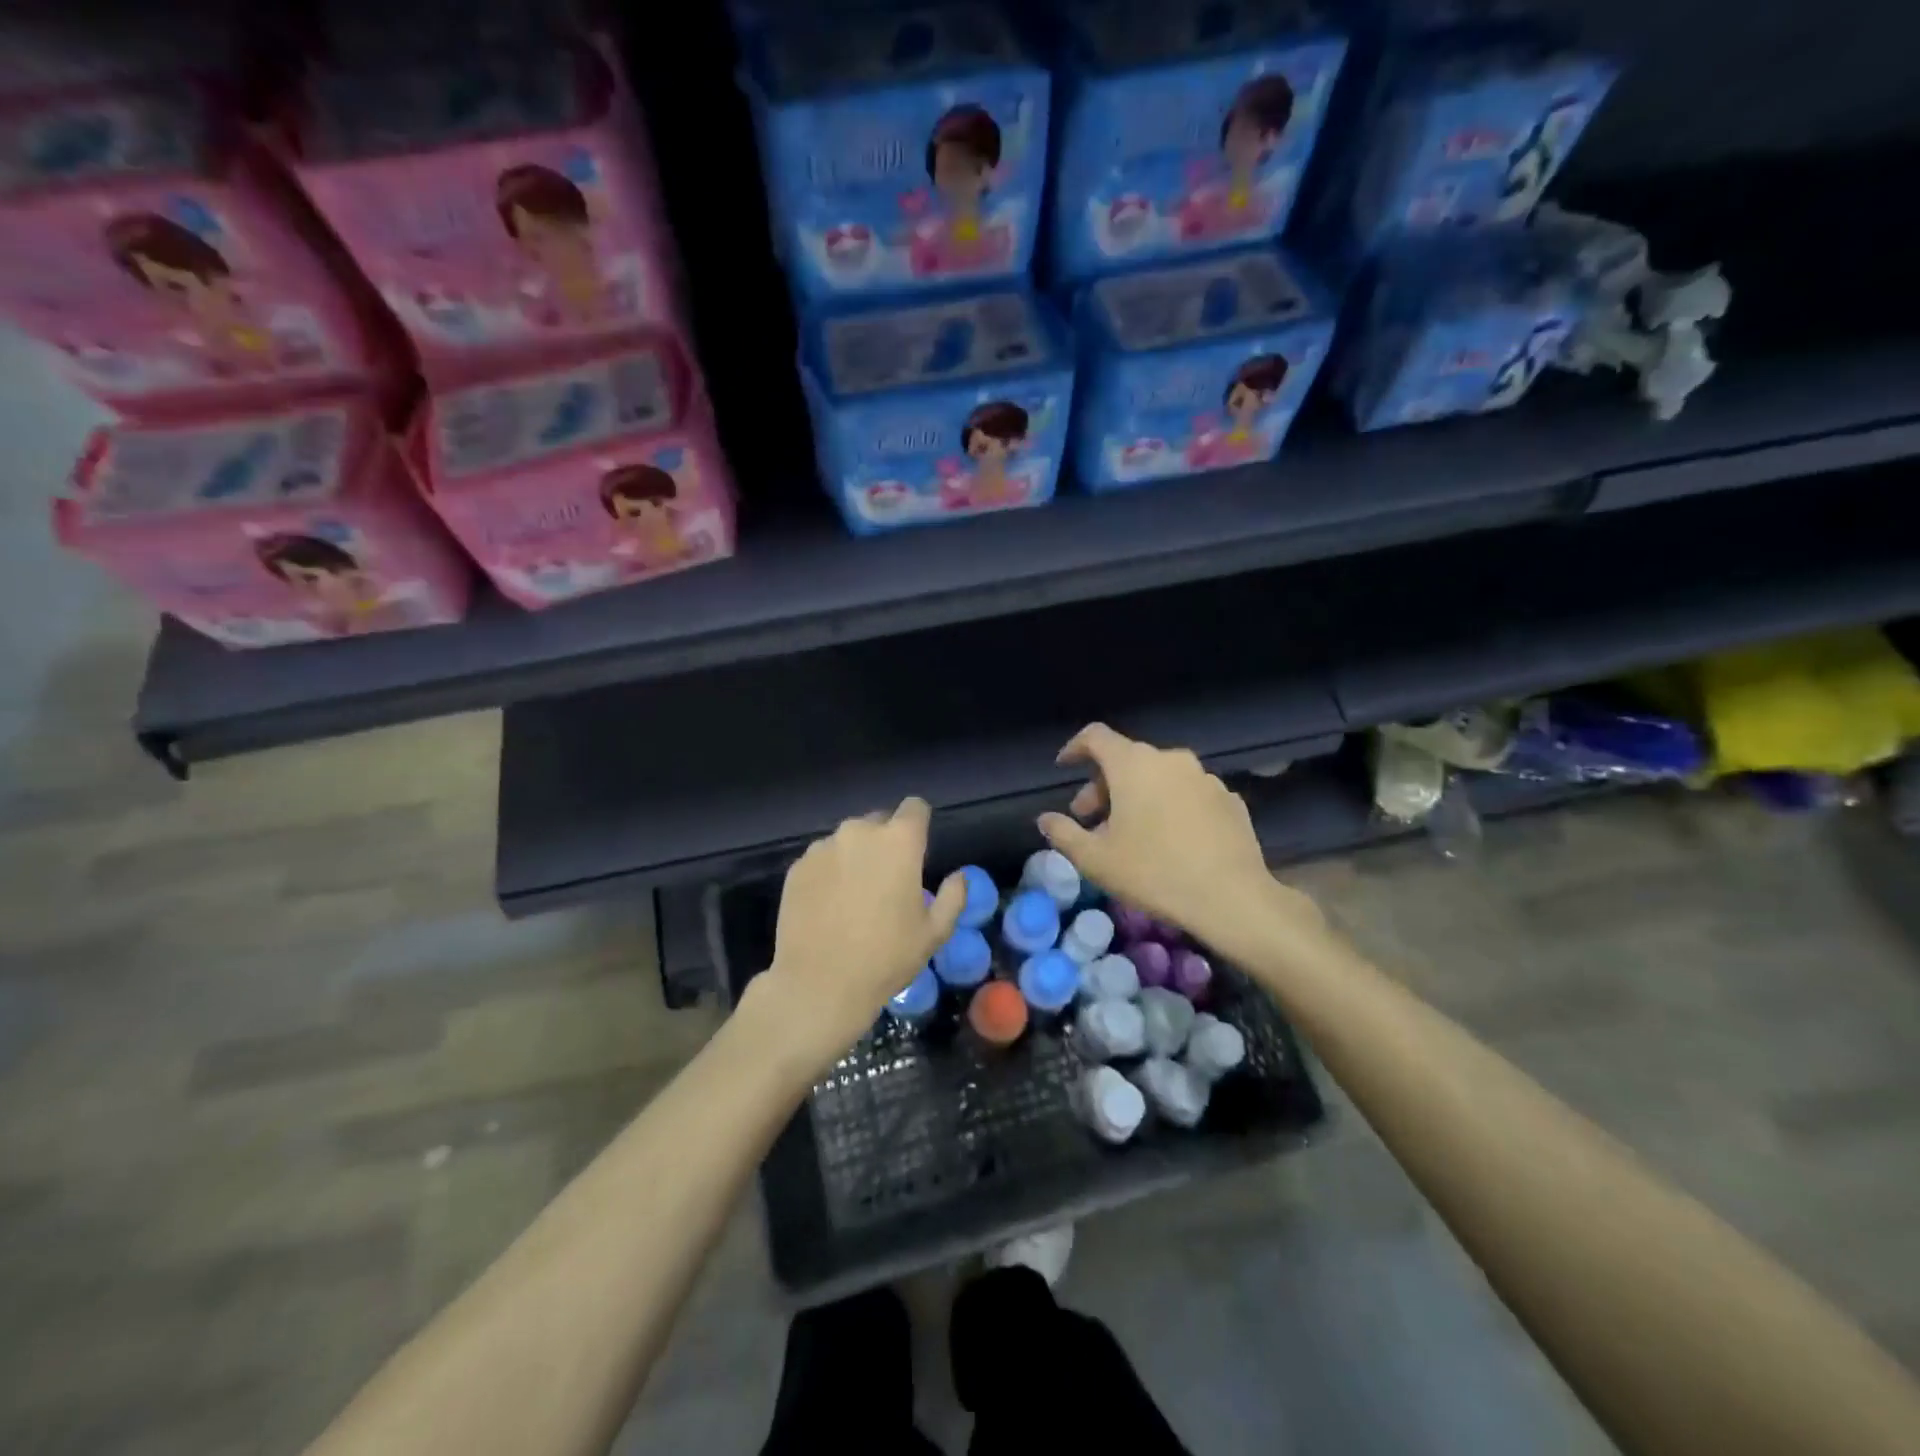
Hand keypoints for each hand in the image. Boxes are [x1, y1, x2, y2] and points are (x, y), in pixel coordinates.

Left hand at [754, 798, 965, 1073]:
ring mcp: (823, 848)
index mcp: (899, 841)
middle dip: (886, 842)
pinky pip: (821, 859)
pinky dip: (829, 873)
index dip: (919, 824)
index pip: (915, 807)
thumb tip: (959, 875)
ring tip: (854, 896)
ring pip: (847, 841)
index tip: (918, 848)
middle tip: (887, 880)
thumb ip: (953, 897)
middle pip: (879, 821)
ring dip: (855, 857)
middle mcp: (859, 832)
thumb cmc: (886, 958)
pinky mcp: (797, 867)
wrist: (818, 985)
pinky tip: (828, 906)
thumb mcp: (934, 933)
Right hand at [1037, 724, 1319, 948]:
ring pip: (1159, 778)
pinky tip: (1171, 841)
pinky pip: (1188, 794)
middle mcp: (1170, 759)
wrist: (1232, 898)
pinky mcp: (1229, 799)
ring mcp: (1205, 777)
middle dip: (1103, 786)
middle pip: (1127, 760)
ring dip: (1138, 797)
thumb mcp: (1095, 860)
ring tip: (1131, 835)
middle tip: (1091, 821)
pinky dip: (1171, 807)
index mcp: (1133, 764)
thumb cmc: (1153, 873)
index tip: (1064, 768)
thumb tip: (1045, 819)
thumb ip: (1063, 833)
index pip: (1095, 736)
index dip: (1074, 748)